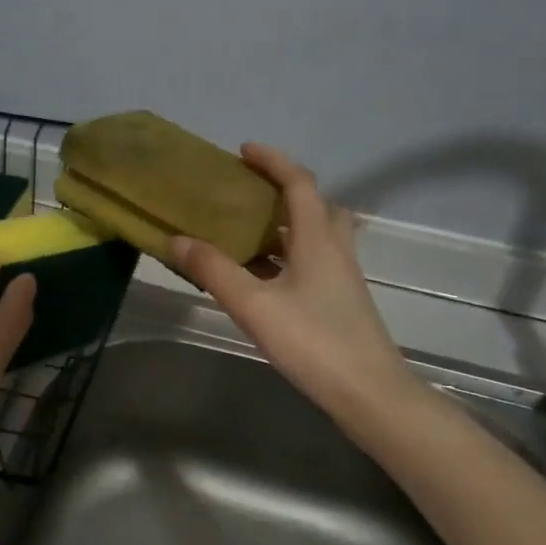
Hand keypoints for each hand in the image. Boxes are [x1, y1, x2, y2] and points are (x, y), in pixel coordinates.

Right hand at [171, 144, 410, 424]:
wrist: (369, 393)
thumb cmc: (313, 342)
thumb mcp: (254, 305)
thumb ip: (214, 270)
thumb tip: (176, 239)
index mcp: (317, 239)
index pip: (299, 183)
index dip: (273, 161)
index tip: (244, 151)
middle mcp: (335, 250)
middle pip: (316, 205)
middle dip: (285, 190)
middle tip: (250, 194)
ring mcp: (343, 277)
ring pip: (317, 235)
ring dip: (287, 224)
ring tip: (249, 232)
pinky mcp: (342, 301)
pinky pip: (314, 261)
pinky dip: (290, 255)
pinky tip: (264, 277)